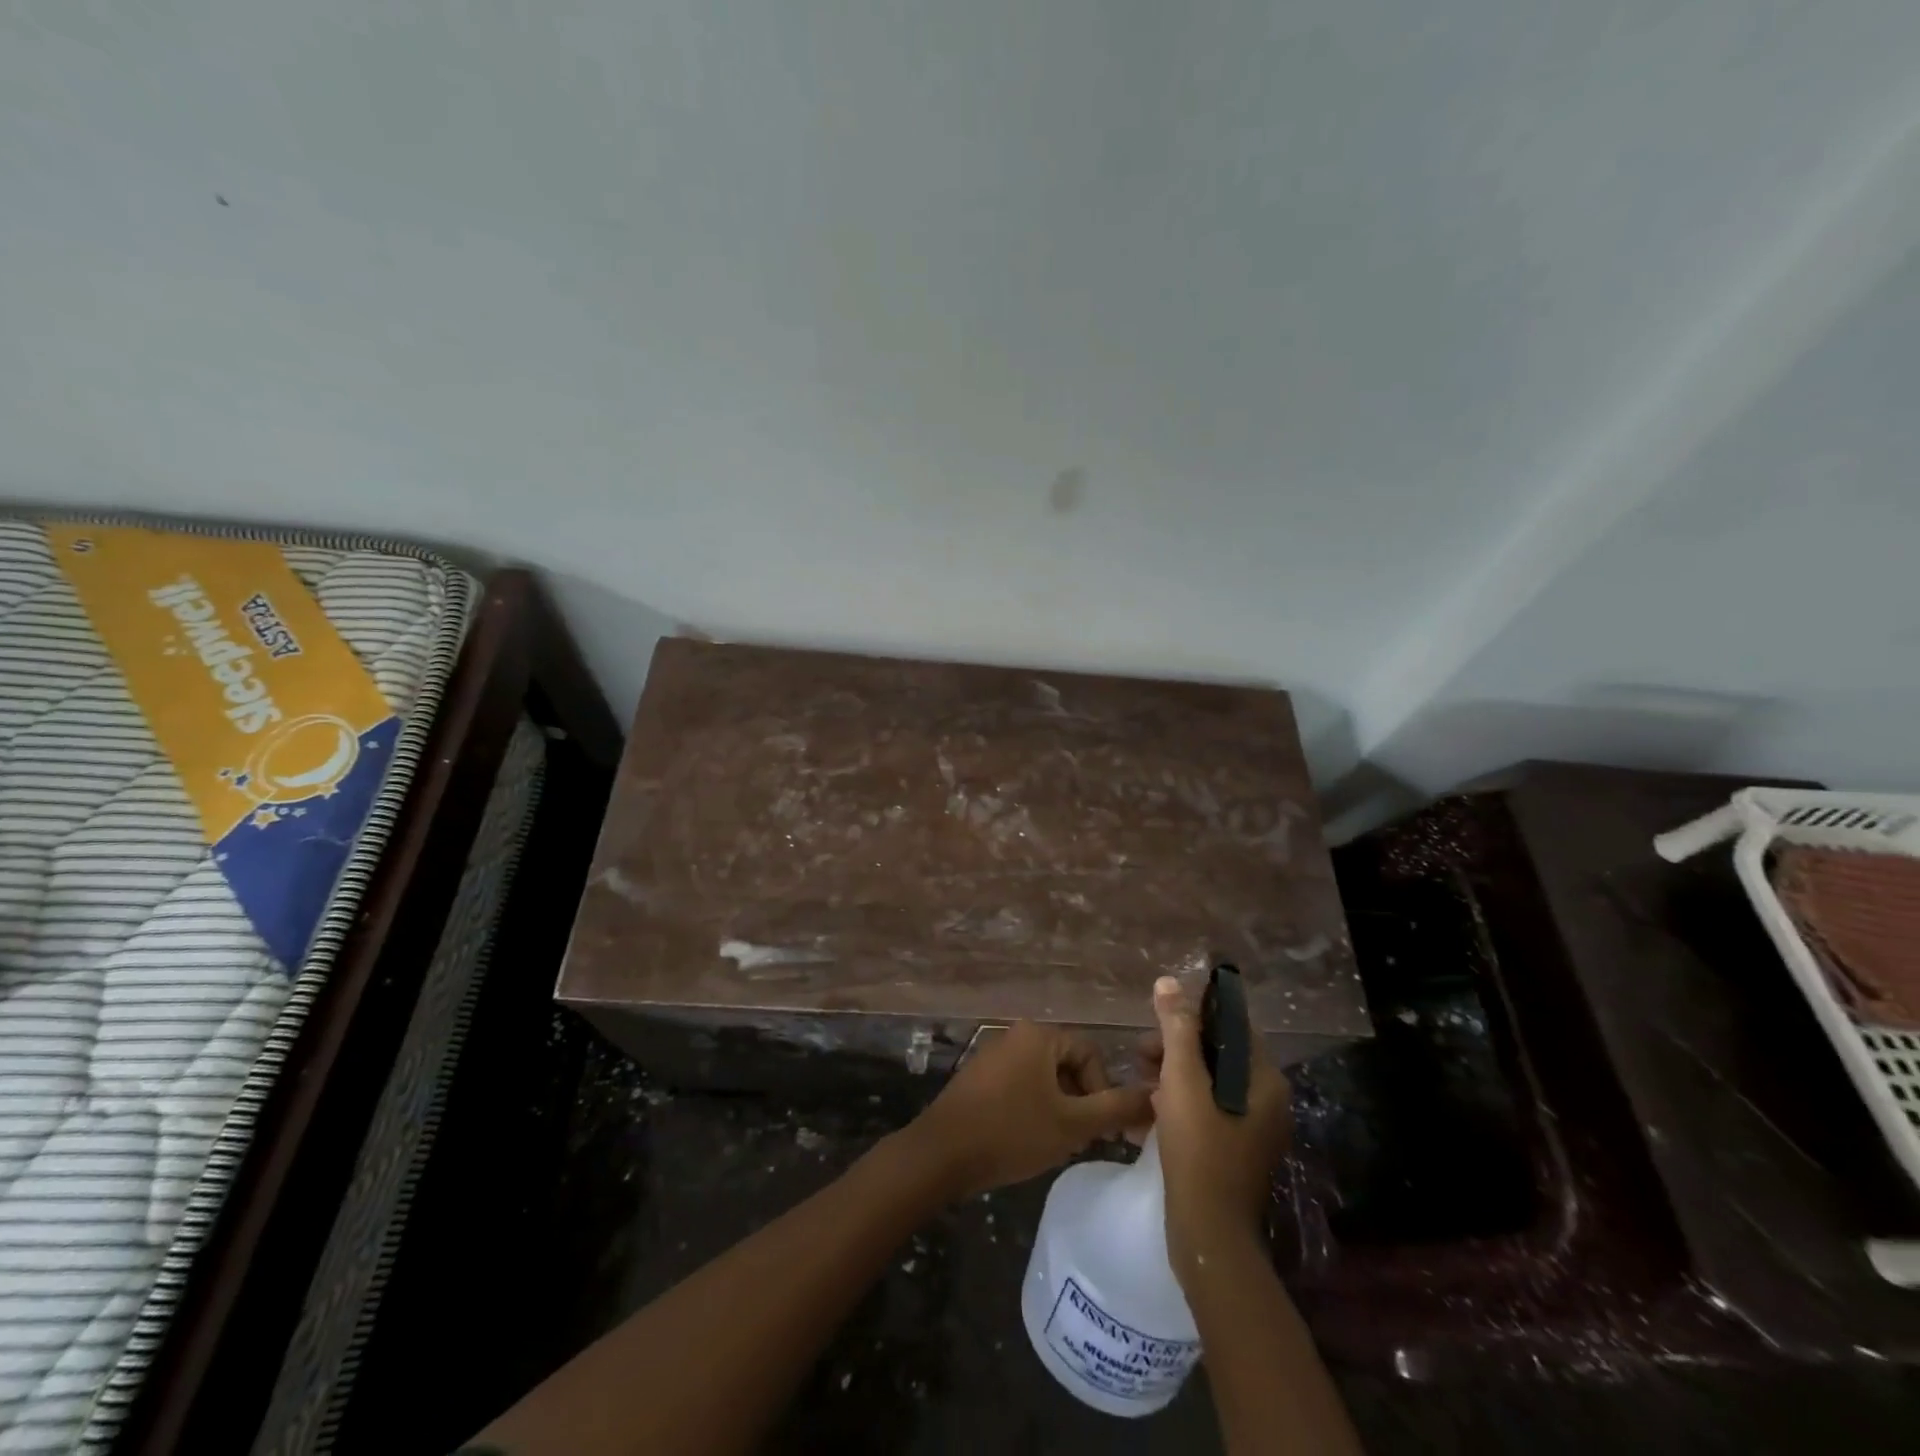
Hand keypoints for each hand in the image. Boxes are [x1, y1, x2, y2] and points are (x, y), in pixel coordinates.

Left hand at [903, 1021, 1152, 1198]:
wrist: (942, 1154)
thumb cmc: (1012, 1132)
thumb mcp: (1072, 1124)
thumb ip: (1116, 1108)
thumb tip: (1155, 1095)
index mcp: (1039, 1035)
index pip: (1090, 1053)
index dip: (1103, 1090)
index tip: (1101, 1128)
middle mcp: (1016, 1035)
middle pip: (1067, 1064)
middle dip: (1081, 1101)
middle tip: (1083, 1139)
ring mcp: (994, 1055)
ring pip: (1044, 1079)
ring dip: (1059, 1108)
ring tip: (1058, 1144)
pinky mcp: (979, 1078)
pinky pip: (1020, 1086)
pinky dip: (1034, 1109)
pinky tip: (1029, 1140)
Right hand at [1146, 976, 1291, 1286]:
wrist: (1208, 1234)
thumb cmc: (1198, 1150)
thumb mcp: (1182, 1081)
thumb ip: (1177, 1030)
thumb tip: (1168, 982)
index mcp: (1265, 1081)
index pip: (1233, 1026)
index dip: (1195, 1015)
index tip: (1158, 1018)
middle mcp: (1267, 1101)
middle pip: (1219, 1054)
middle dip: (1177, 1047)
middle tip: (1141, 1053)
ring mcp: (1253, 1129)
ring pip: (1210, 1083)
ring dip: (1174, 1074)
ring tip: (1140, 1079)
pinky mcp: (1235, 1151)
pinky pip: (1208, 1110)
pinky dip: (1180, 1102)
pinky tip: (1149, 1109)